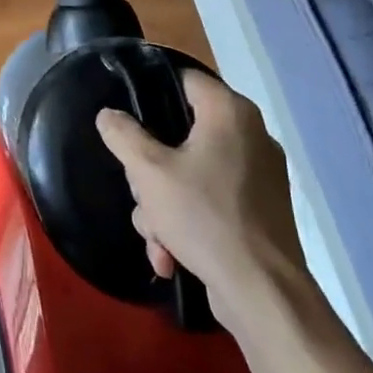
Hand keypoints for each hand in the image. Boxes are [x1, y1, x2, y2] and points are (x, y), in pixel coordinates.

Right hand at [96, 72, 306, 334]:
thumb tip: (109, 115)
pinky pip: (210, 200)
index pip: (184, 79)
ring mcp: (259, 175)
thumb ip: (123, 135)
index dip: (150, 92)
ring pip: (190, 172)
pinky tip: (171, 255)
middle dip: (150, 172)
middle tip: (142, 194)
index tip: (126, 117)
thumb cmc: (205, 217)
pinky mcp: (260, 210)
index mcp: (230, 113)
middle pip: (179, 133)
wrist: (263, 293)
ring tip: (157, 239)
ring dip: (163, 205)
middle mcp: (250, 135)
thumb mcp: (149, 172)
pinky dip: (188, 223)